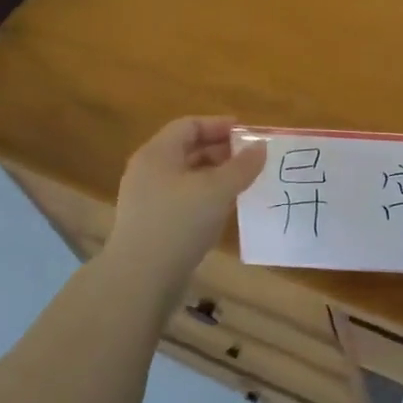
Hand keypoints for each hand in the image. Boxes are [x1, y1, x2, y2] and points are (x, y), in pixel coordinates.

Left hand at [103, 117, 264, 281]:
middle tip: (251, 160)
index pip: (189, 126)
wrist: (142, 277)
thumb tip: (261, 146)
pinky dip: (206, 197)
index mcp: (157, 154)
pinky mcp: (152, 224)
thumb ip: (242, 166)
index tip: (248, 134)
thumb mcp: (217, 190)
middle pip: (187, 150)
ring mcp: (147, 199)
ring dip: (215, 176)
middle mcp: (148, 171)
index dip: (219, 125)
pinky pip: (183, 199)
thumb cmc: (179, 223)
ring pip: (186, 177)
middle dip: (220, 152)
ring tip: (244, 184)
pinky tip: (225, 210)